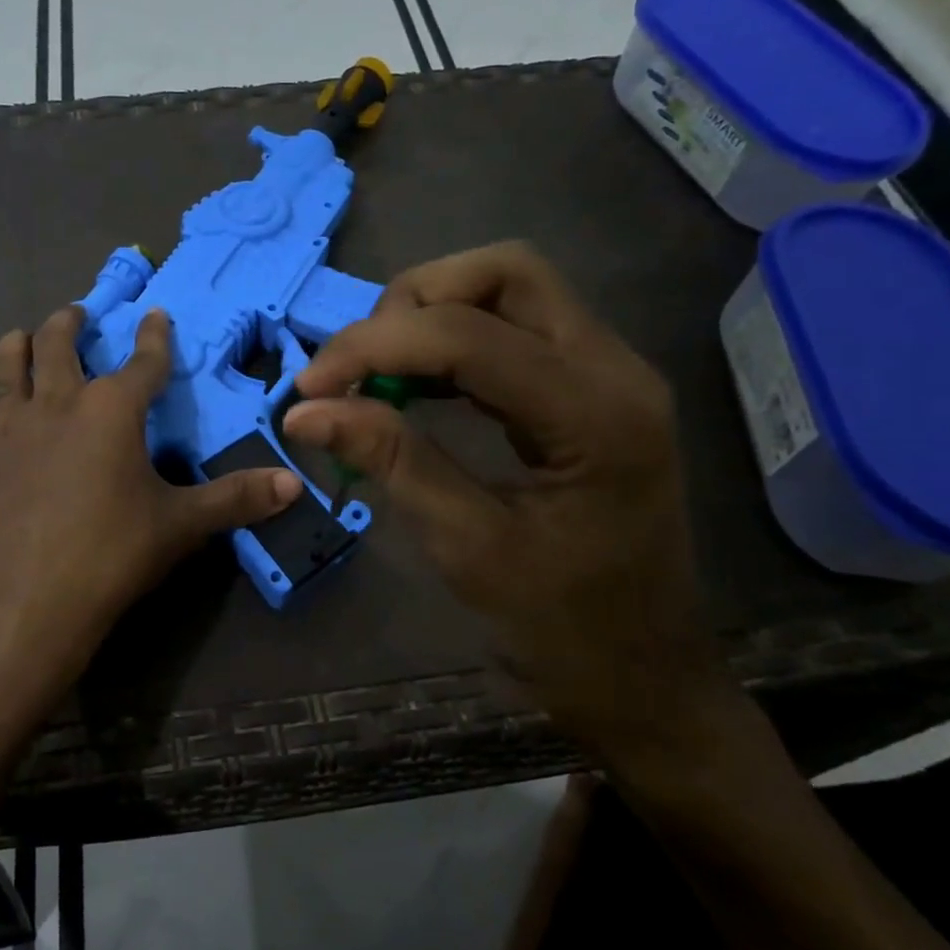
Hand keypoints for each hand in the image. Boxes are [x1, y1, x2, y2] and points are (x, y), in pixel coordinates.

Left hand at [0, 305, 301, 711]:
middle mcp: (57, 404)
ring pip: (10, 366)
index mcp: (111, 410)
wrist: (23, 602)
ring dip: (20, 345)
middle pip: (59, 343)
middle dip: (72, 322)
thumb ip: (236, 499)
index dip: (154, 336)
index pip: (143, 361)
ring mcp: (9, 429)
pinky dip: (2, 407)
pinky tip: (5, 426)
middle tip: (77, 313)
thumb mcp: (180, 525)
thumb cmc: (110, 554)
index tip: (155, 314)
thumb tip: (295, 484)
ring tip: (23, 338)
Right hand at [280, 243, 730, 766]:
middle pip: (505, 273)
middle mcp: (614, 369)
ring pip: (511, 290)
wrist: (644, 676)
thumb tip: (305, 410)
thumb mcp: (467, 546)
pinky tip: (415, 382)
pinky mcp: (591, 388)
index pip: (469, 335)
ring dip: (432, 313)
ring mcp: (609, 372)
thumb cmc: (562, 628)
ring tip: (376, 371)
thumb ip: (392, 461)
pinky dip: (454, 340)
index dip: (375, 345)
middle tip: (357, 365)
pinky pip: (516, 328)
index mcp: (596, 415)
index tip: (308, 387)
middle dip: (414, 302)